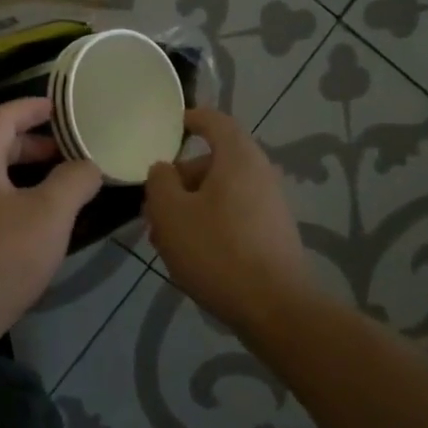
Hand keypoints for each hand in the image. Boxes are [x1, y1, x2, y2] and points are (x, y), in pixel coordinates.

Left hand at [0, 97, 102, 377]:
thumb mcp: (49, 214)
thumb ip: (74, 181)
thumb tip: (87, 167)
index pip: (3, 116)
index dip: (32, 107)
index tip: (60, 106)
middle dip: (32, 145)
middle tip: (68, 152)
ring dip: (24, 179)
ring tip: (58, 191)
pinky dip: (12, 206)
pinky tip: (34, 231)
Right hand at [144, 108, 310, 332]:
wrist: (275, 308)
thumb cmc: (217, 250)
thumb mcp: (170, 212)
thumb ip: (160, 181)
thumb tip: (163, 170)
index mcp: (238, 157)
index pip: (214, 121)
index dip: (190, 119)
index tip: (168, 127)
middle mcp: (259, 173)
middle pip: (212, 162)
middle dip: (178, 180)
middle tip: (152, 206)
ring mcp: (270, 205)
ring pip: (219, 193)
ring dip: (189, 207)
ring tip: (163, 238)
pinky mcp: (272, 234)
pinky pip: (233, 215)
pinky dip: (208, 224)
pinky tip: (189, 255)